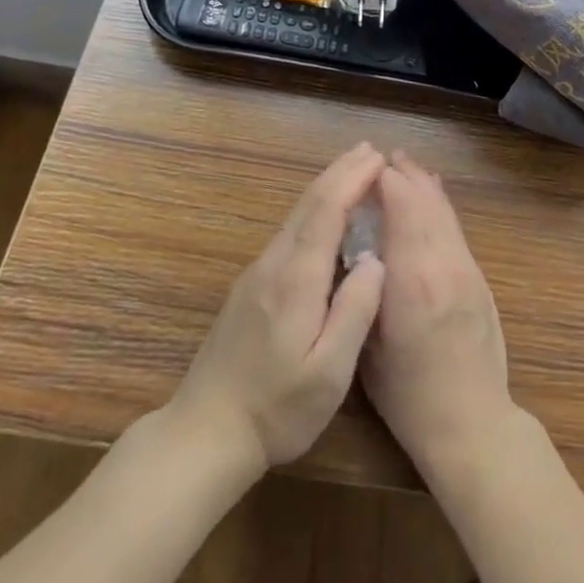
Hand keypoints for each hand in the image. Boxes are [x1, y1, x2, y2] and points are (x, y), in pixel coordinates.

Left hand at [171, 143, 387, 473]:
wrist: (205, 432)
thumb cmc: (277, 409)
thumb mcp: (329, 373)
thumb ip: (354, 312)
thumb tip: (376, 261)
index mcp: (295, 280)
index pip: (326, 212)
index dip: (352, 180)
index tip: (378, 158)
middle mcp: (273, 265)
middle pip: (308, 204)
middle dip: (340, 172)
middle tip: (370, 150)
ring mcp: (257, 274)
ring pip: (295, 216)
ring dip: (326, 188)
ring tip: (353, 171)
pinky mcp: (250, 287)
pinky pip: (288, 233)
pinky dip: (313, 210)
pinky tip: (324, 216)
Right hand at [361, 151, 514, 482]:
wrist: (472, 423)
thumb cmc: (408, 395)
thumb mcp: (368, 347)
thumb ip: (365, 292)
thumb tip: (358, 249)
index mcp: (412, 277)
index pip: (402, 206)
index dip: (383, 180)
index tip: (363, 168)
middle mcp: (443, 262)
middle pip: (425, 201)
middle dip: (403, 174)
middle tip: (381, 157)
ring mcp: (467, 268)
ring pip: (444, 211)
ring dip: (424, 185)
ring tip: (405, 166)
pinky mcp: (479, 279)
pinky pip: (456, 229)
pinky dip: (440, 206)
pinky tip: (432, 197)